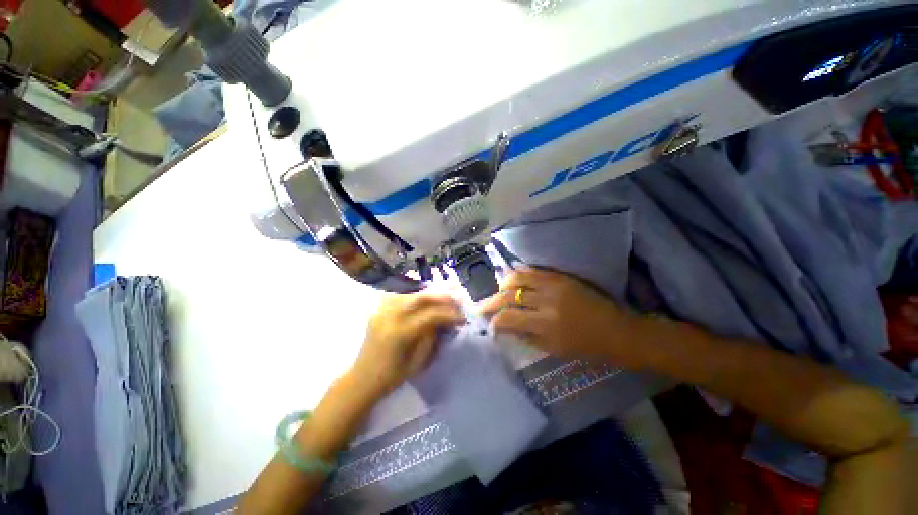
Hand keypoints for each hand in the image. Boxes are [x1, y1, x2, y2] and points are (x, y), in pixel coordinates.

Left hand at [351, 292, 463, 398]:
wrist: (363, 379)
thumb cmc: (392, 377)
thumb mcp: (418, 362)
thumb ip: (431, 337)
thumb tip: (442, 320)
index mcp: (400, 333)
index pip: (430, 315)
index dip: (449, 314)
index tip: (462, 318)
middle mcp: (389, 317)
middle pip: (419, 297)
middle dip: (440, 297)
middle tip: (455, 301)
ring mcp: (381, 311)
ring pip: (409, 293)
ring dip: (428, 294)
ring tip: (441, 299)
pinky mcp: (378, 311)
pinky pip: (398, 296)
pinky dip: (412, 295)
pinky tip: (421, 300)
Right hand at [479, 269, 641, 366]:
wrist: (617, 331)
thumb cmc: (587, 347)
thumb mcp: (554, 349)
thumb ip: (526, 336)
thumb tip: (504, 328)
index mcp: (545, 325)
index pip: (508, 318)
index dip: (494, 322)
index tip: (490, 325)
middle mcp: (545, 301)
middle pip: (508, 295)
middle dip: (490, 301)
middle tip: (482, 306)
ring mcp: (553, 285)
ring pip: (517, 277)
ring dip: (502, 284)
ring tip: (497, 291)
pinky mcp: (561, 276)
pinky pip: (533, 270)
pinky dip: (519, 274)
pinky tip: (513, 280)